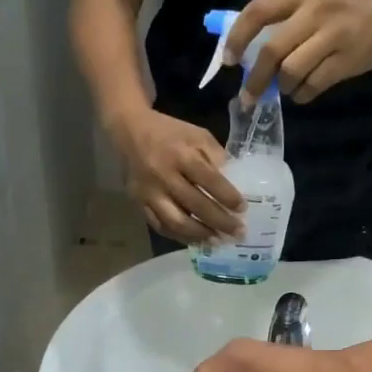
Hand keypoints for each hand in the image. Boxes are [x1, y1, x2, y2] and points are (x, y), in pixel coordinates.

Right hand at [113, 109, 243, 244]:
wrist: (128, 131)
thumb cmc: (169, 133)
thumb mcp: (196, 135)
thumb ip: (215, 157)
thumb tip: (234, 183)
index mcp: (181, 155)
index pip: (209, 179)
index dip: (227, 196)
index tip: (242, 209)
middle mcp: (164, 176)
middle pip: (195, 205)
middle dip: (220, 221)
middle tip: (238, 233)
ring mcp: (149, 193)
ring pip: (176, 222)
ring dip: (200, 235)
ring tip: (217, 241)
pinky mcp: (138, 204)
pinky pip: (160, 226)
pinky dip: (179, 236)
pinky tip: (195, 240)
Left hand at [226, 0, 371, 105]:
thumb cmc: (352, 0)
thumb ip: (287, 13)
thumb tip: (249, 46)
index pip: (258, 10)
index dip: (237, 38)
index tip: (229, 60)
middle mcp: (316, 10)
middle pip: (271, 51)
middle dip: (255, 79)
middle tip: (248, 96)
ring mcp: (334, 35)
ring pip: (290, 72)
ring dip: (282, 87)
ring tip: (287, 87)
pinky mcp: (348, 60)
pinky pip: (312, 86)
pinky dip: (302, 95)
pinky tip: (304, 91)